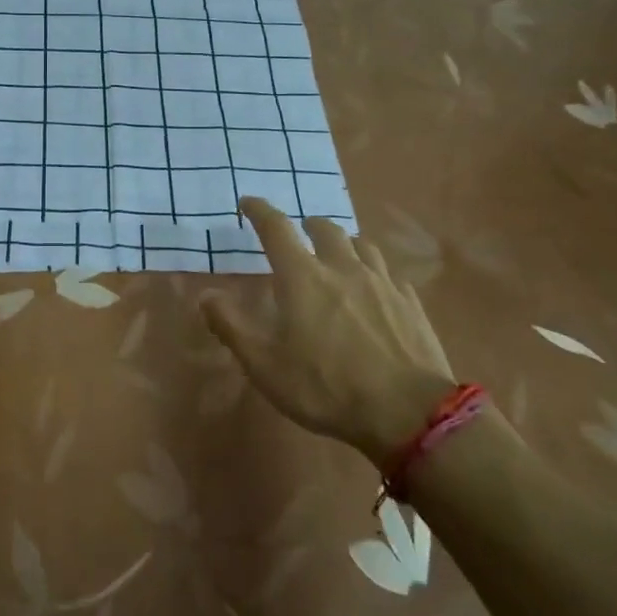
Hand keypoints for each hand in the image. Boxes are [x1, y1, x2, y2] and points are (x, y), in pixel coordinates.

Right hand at [200, 198, 458, 464]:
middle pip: (325, 229)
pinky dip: (375, 272)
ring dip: (344, 244)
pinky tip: (376, 289)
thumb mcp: (264, 365)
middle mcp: (342, 267)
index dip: (259, 211)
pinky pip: (389, 273)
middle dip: (308, 226)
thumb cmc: (325, 387)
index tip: (248, 202)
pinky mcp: (410, 302)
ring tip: (339, 256)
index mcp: (302, 277)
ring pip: (361, 245)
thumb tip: (205, 294)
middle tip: (300, 234)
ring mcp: (382, 282)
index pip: (276, 228)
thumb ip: (231, 326)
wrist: (408, 413)